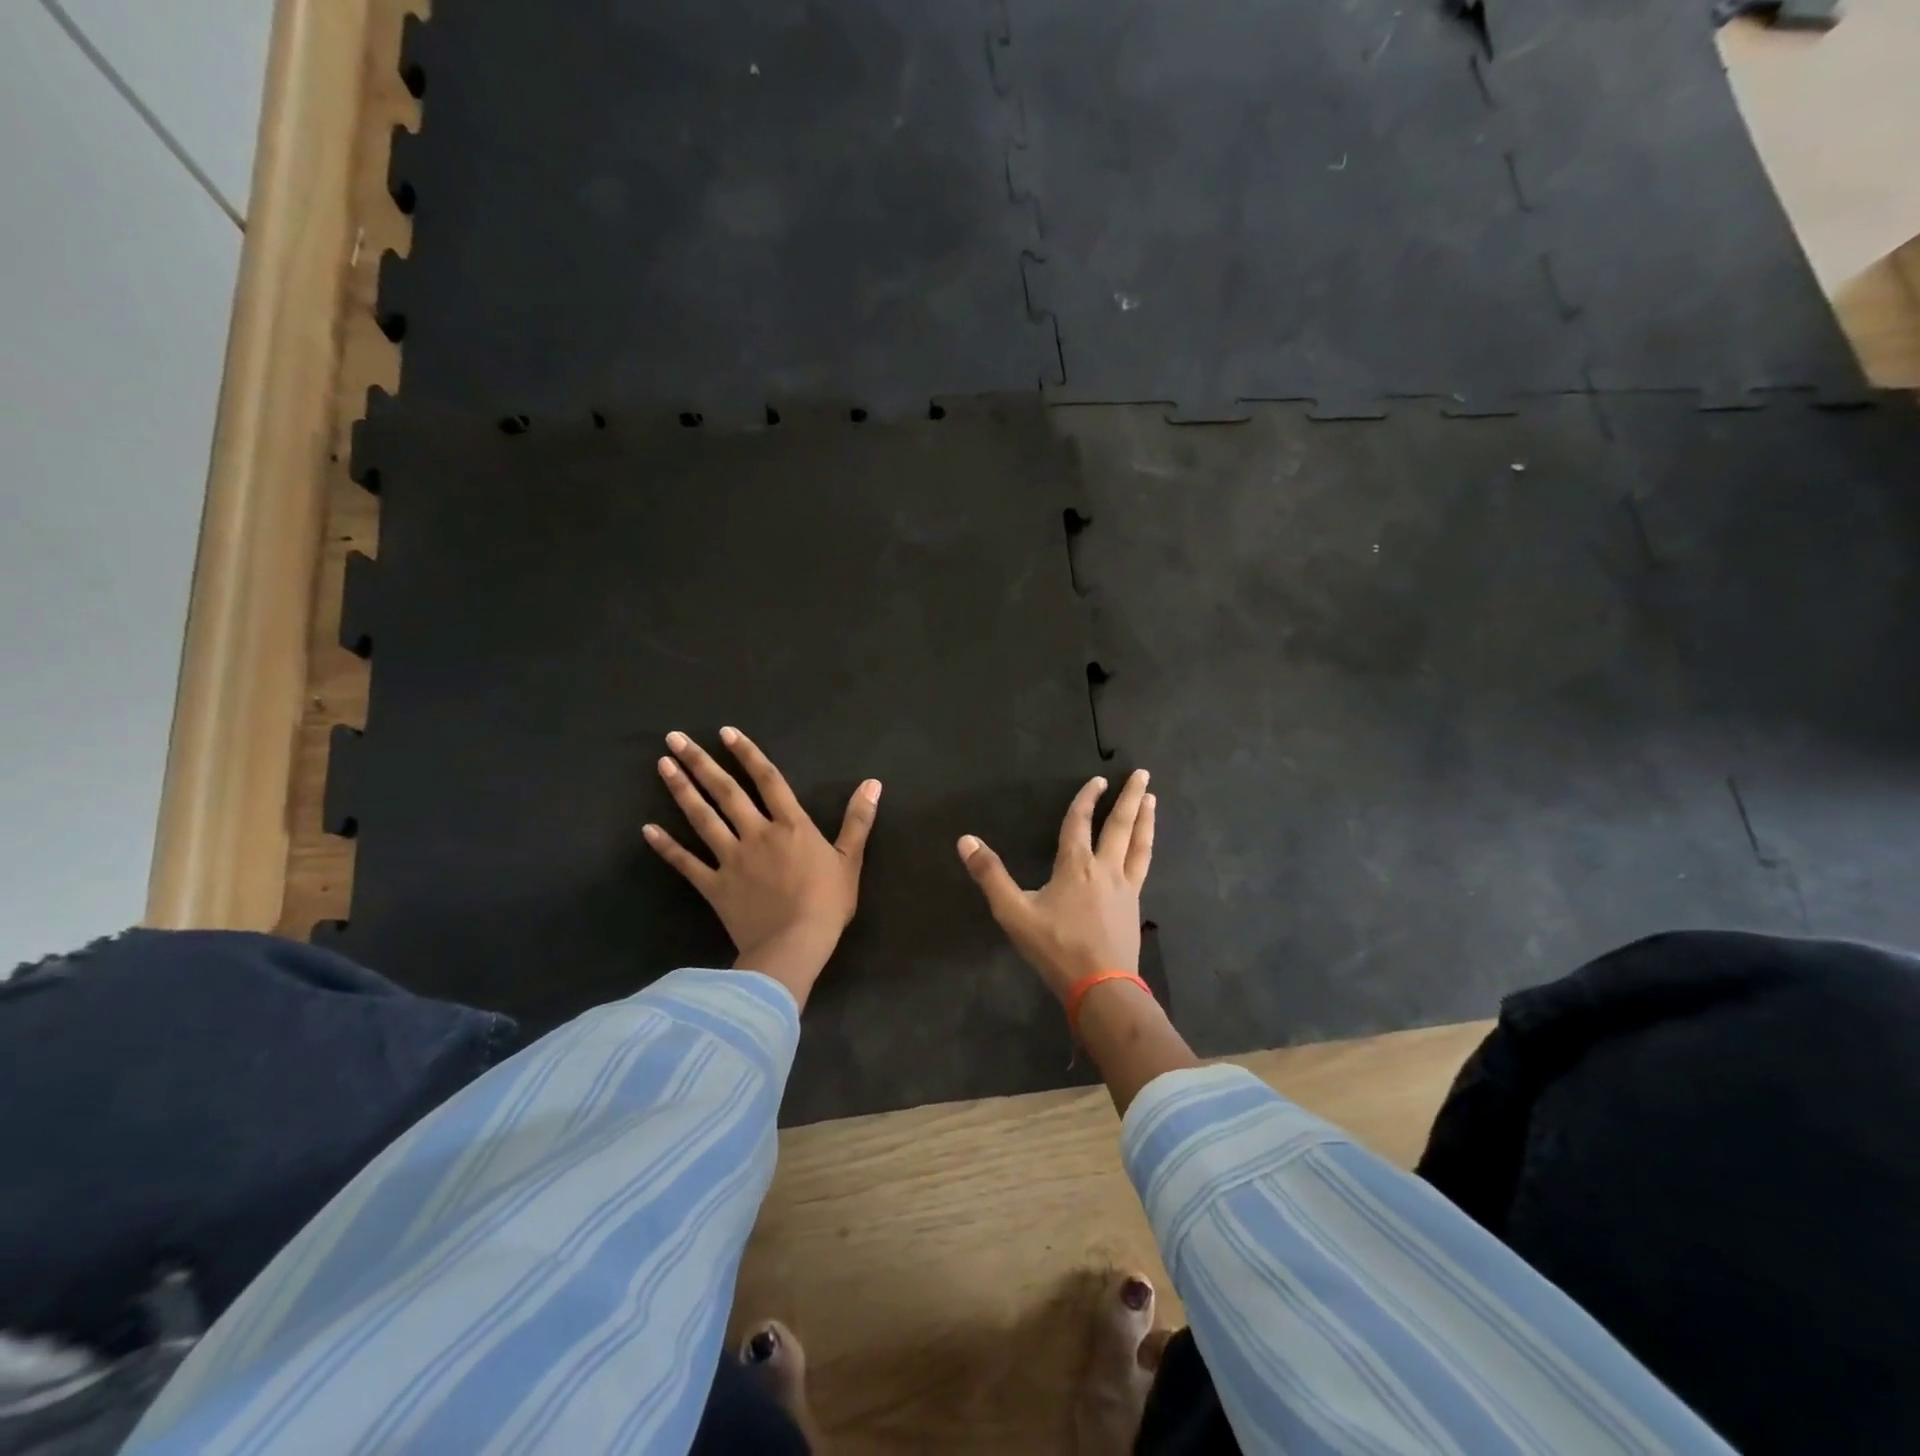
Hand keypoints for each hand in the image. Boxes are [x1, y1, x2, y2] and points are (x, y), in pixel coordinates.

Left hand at [644, 727, 880, 1008]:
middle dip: (700, 762)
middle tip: (674, 738)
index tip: (725, 732)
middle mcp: (757, 833)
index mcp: (791, 825)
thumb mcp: (850, 859)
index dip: (748, 754)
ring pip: (702, 818)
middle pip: (726, 792)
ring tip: (663, 765)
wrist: (795, 945)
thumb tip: (873, 783)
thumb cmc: (827, 903)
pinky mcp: (714, 886)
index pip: (768, 780)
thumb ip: (858, 819)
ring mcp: (731, 858)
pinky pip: (686, 863)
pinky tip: (648, 829)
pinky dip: (667, 846)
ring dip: (681, 790)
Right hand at [956, 770, 1154, 1002]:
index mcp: (1076, 865)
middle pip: (1120, 825)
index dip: (1087, 799)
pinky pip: (1143, 867)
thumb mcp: (1014, 913)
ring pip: (1139, 844)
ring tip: (1151, 800)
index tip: (1098, 780)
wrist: (1101, 986)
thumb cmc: (1055, 948)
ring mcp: (1125, 887)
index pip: (1080, 822)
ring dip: (1145, 819)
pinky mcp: (1134, 905)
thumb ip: (990, 875)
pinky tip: (1146, 849)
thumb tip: (965, 840)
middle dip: (1130, 798)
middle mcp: (1105, 868)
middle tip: (1142, 774)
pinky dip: (1146, 849)